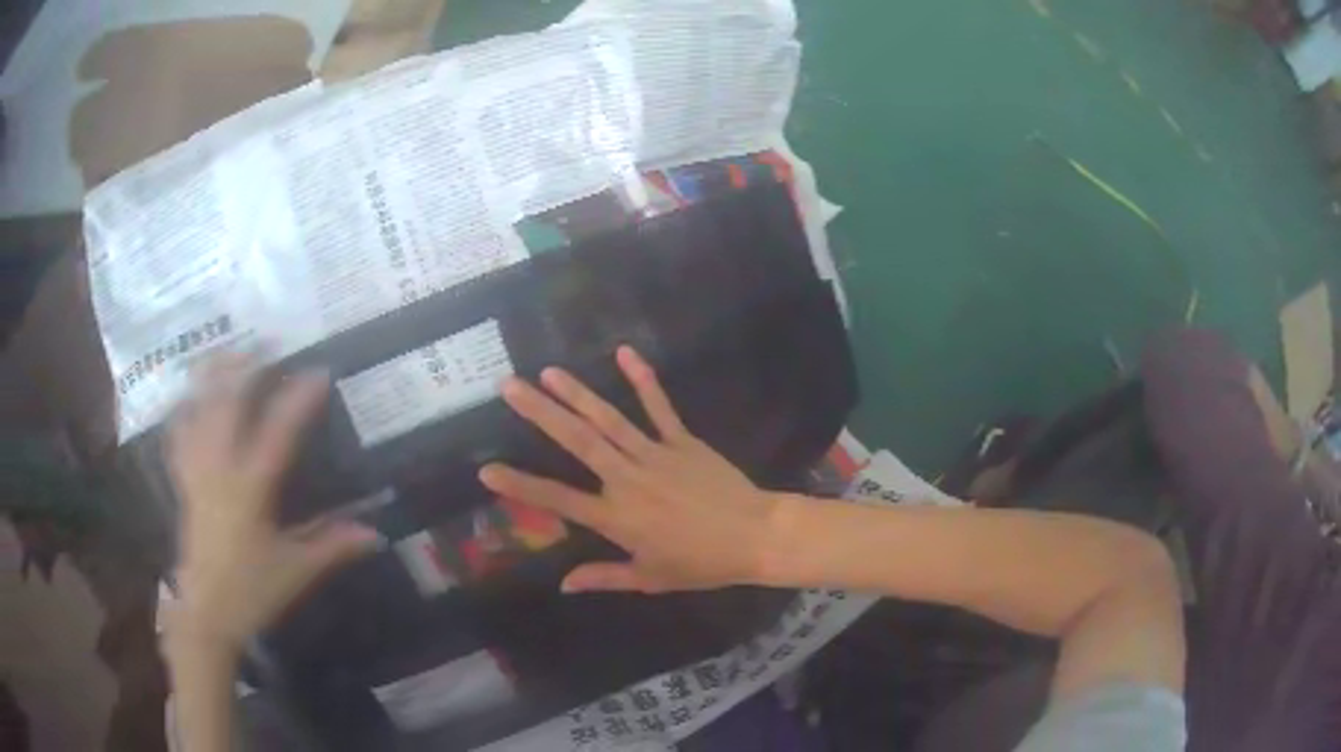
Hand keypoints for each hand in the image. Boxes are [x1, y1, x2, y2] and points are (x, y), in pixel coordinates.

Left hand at [164, 353, 380, 655]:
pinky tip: (190, 394)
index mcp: (250, 491)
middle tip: (267, 343)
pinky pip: (178, 433)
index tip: (318, 371)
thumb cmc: (252, 592)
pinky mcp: (184, 481)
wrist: (206, 613)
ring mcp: (197, 471)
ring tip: (229, 352)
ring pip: (198, 408)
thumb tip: (375, 533)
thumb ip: (333, 546)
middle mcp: (219, 470)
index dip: (298, 400)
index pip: (277, 434)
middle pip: (227, 403)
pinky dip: (184, 407)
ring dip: (213, 376)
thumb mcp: (297, 572)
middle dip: (246, 367)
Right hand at [479, 346, 781, 593]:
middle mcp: (627, 479)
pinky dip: (643, 379)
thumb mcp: (649, 578)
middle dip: (540, 412)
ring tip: (548, 371)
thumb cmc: (700, 563)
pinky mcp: (682, 440)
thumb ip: (603, 577)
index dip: (520, 486)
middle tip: (509, 386)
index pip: (557, 499)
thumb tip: (563, 584)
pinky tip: (624, 352)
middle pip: (577, 442)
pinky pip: (659, 407)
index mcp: (616, 517)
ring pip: (609, 419)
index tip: (487, 470)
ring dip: (577, 393)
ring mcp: (655, 454)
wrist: (754, 536)